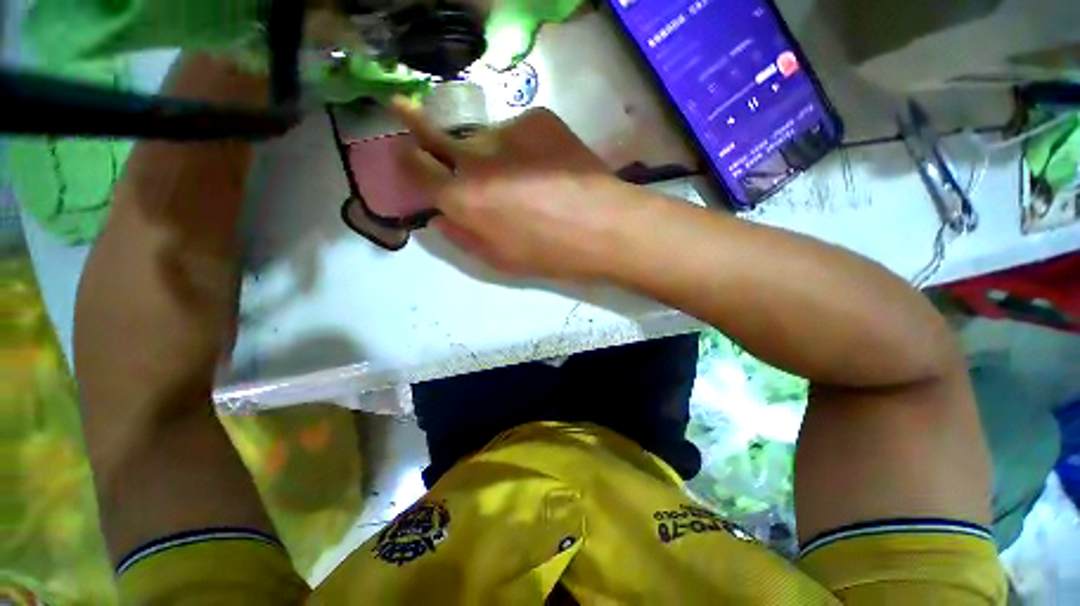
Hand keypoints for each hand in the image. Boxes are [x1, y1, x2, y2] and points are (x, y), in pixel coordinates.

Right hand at [391, 97, 637, 280]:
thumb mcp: (499, 261)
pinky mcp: (539, 117)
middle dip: (420, 129)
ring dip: (492, 153)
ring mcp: (508, 130)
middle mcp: (475, 156)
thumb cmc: (551, 254)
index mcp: (463, 198)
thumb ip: (462, 237)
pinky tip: (548, 167)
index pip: (415, 167)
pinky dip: (524, 147)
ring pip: (485, 138)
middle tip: (414, 121)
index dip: (407, 161)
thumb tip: (441, 216)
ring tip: (525, 177)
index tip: (409, 156)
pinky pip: (519, 132)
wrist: (605, 227)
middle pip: (436, 134)